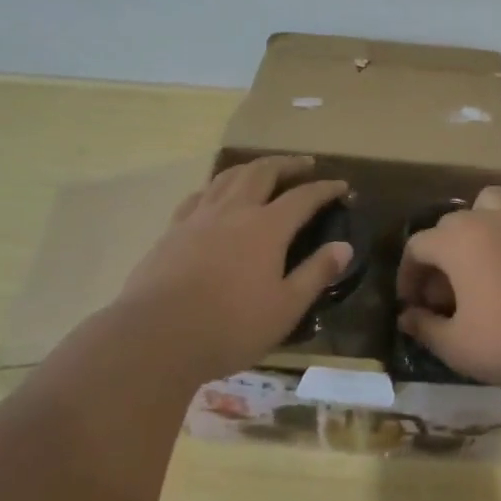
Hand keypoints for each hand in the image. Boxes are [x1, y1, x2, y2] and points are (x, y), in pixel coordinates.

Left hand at [114, 156, 353, 378]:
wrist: (157, 336)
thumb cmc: (231, 326)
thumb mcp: (286, 308)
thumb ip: (316, 273)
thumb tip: (344, 247)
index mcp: (267, 227)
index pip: (303, 197)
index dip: (325, 188)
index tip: (341, 185)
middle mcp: (234, 210)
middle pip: (263, 172)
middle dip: (287, 164)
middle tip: (304, 164)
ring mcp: (199, 217)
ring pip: (228, 176)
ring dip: (252, 167)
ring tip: (263, 169)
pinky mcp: (172, 230)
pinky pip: (199, 195)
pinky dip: (216, 187)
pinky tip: (215, 195)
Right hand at [396, 185, 500, 392]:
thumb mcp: (458, 346)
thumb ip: (426, 328)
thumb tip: (407, 317)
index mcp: (458, 241)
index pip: (418, 245)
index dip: (408, 274)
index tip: (412, 304)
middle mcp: (490, 219)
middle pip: (451, 224)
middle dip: (441, 255)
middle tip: (446, 295)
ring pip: (492, 204)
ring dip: (479, 225)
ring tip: (483, 262)